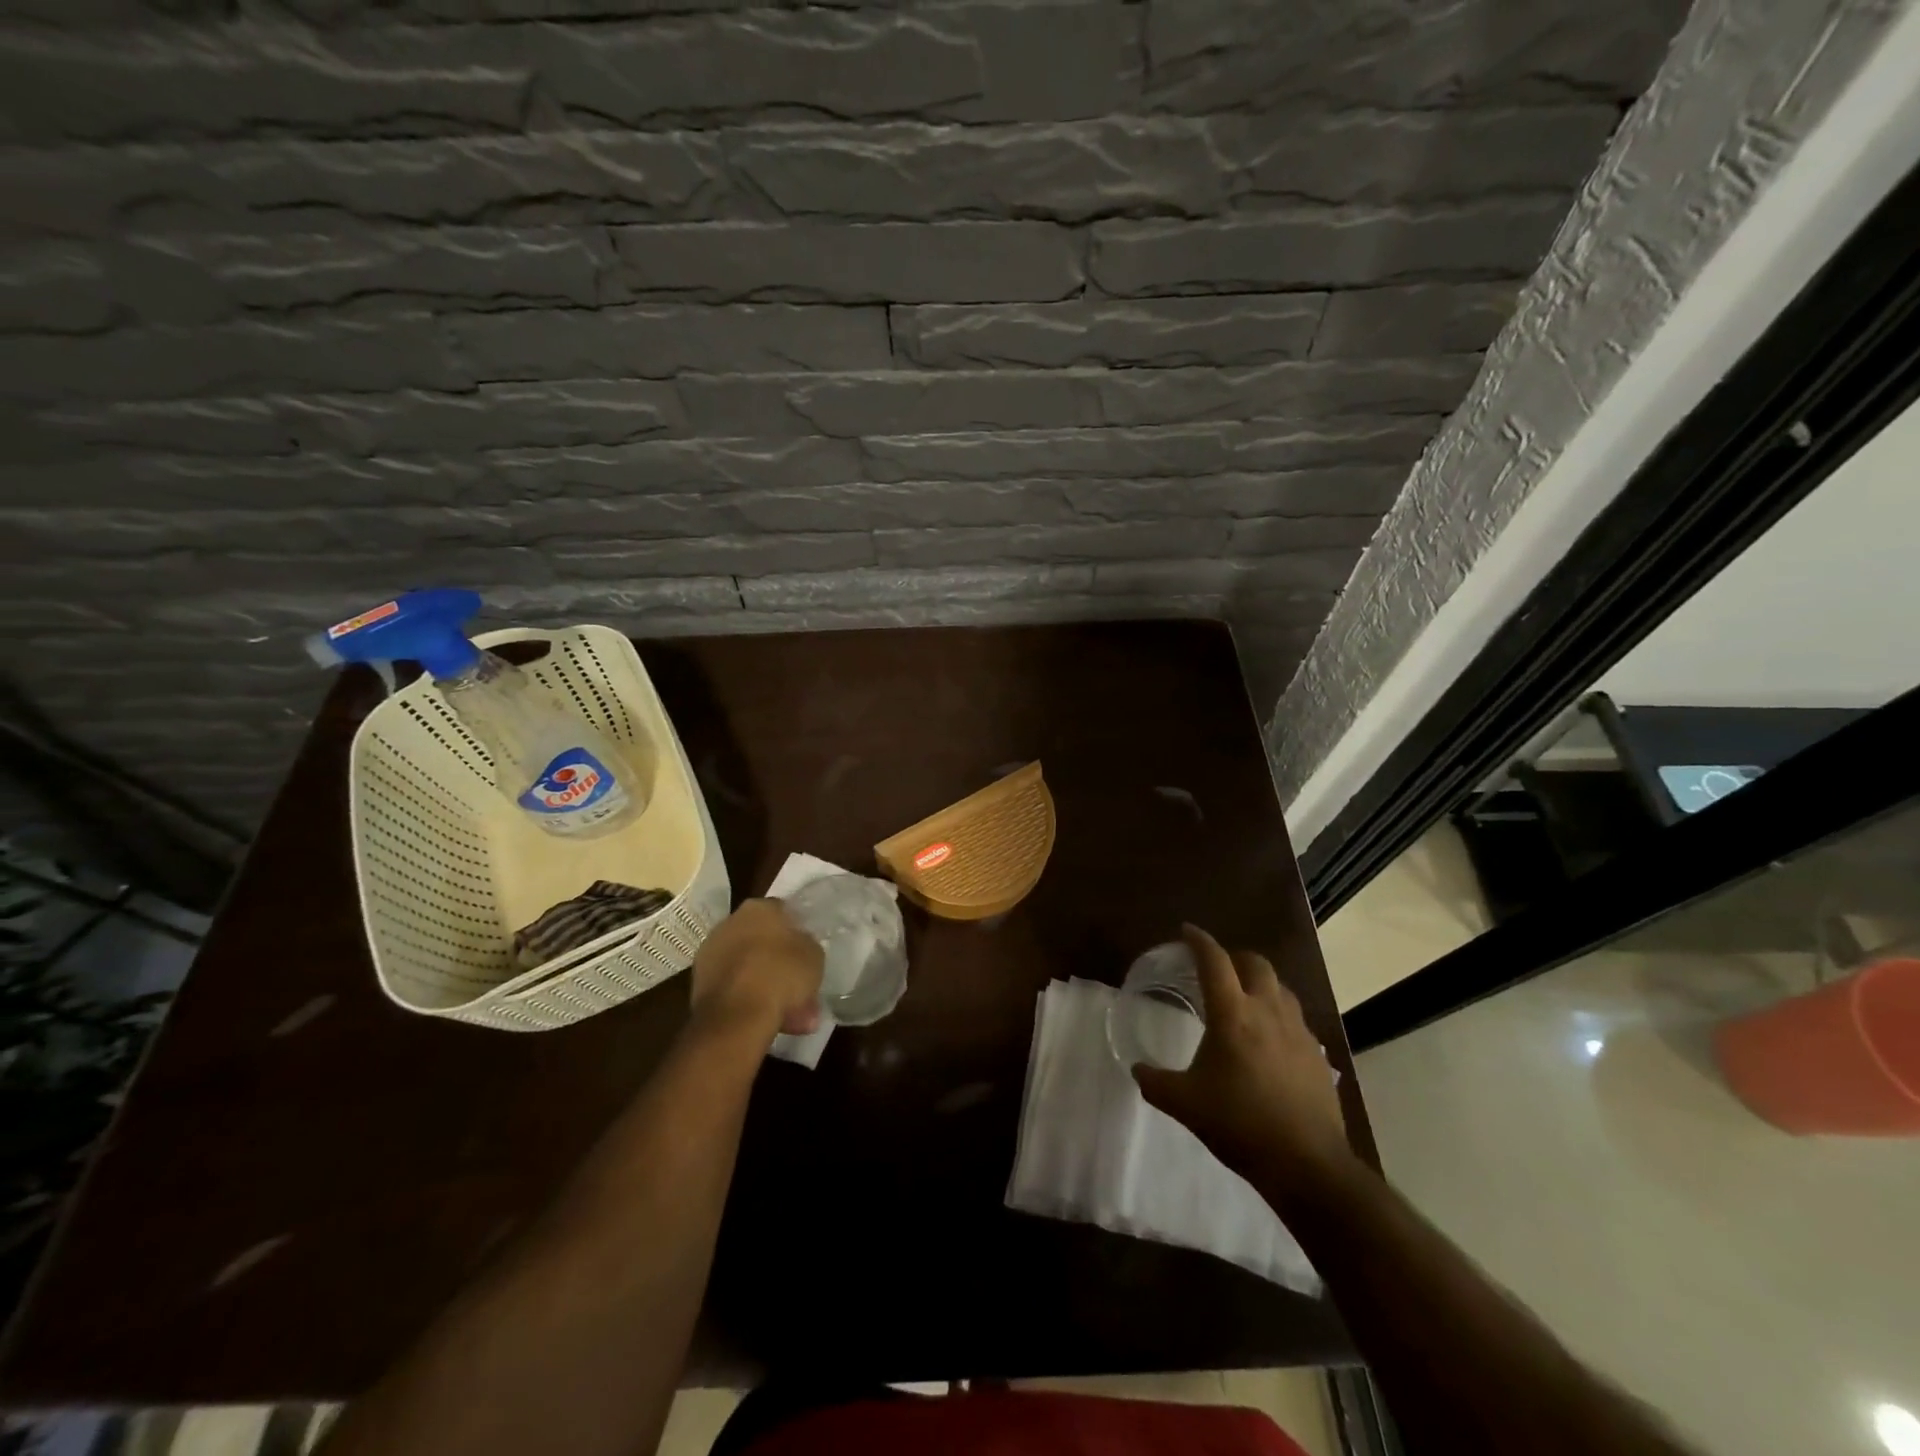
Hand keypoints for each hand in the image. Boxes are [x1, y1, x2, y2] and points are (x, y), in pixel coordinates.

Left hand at [689, 899, 822, 1042]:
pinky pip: (733, 986)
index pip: (782, 911)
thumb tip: (800, 945)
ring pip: (747, 966)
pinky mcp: (698, 984)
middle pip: (761, 939)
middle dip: (778, 960)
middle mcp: (729, 922)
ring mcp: (710, 953)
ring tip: (789, 1011)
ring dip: (764, 982)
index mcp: (758, 907)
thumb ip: (807, 944)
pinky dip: (748, 998)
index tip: (806, 950)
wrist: (736, 1017)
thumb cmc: (781, 974)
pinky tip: (768, 1018)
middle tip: (797, 982)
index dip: (796, 931)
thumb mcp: (814, 955)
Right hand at [1132, 925, 1354, 1196]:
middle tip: (1217, 967)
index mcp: (1233, 1014)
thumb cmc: (1240, 1124)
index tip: (1187, 931)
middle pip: (1255, 963)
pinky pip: (1295, 1019)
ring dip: (1260, 983)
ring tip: (1245, 999)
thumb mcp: (1185, 1104)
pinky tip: (1270, 1040)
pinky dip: (1279, 1014)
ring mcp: (1298, 1031)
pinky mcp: (1317, 1055)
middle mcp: (1268, 1011)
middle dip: (1234, 957)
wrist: (1307, 1163)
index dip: (1199, 941)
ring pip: (1280, 988)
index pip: (1214, 961)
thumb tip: (1137, 1070)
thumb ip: (1155, 1083)